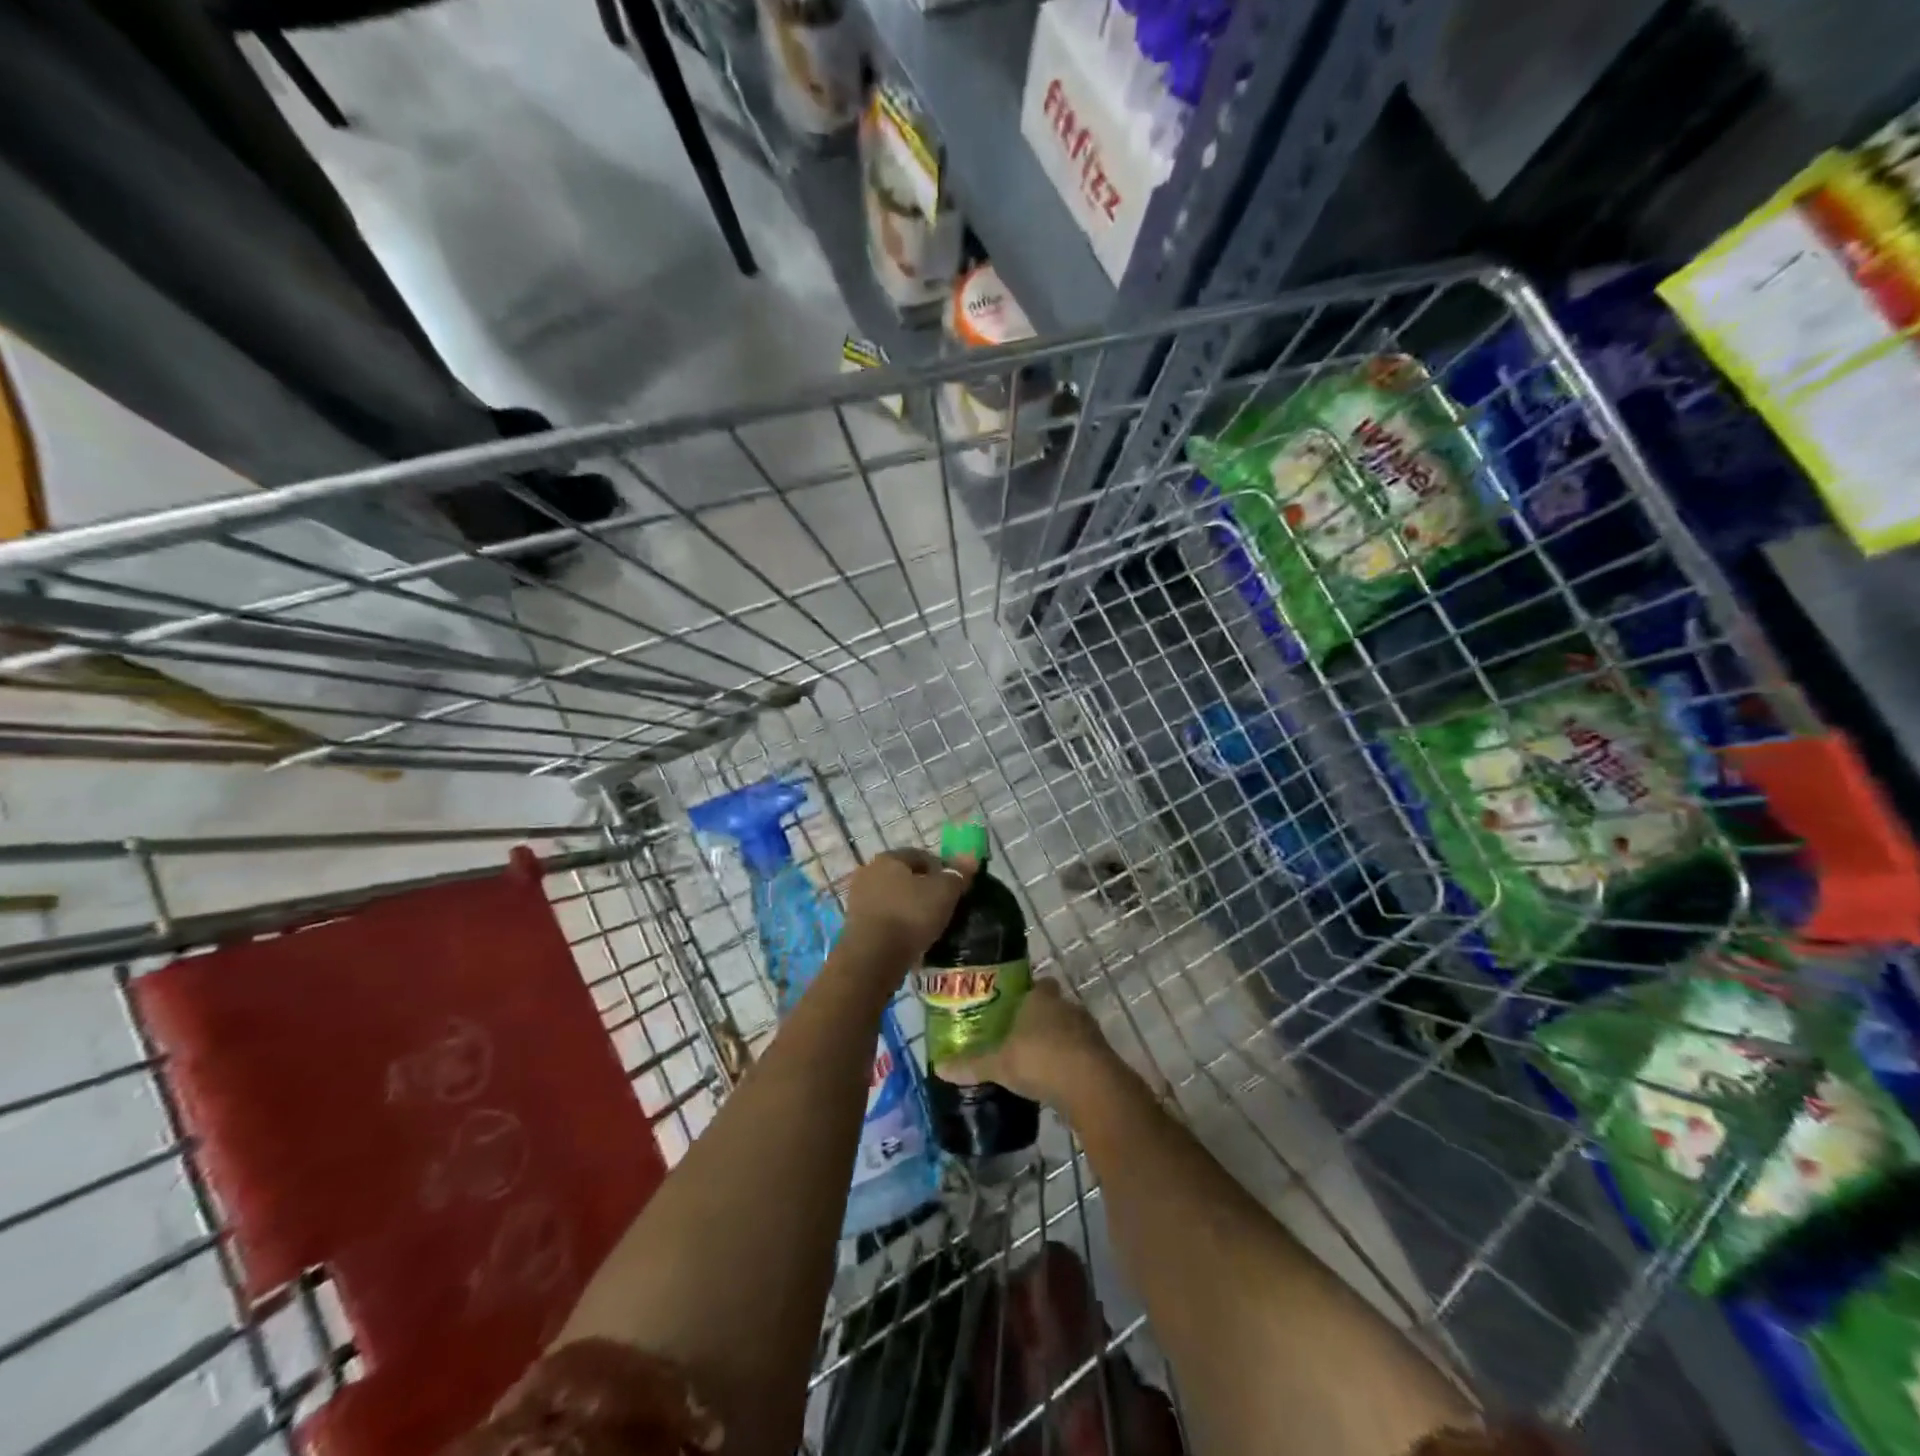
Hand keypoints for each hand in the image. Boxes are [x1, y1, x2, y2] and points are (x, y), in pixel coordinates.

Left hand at [841, 848, 976, 964]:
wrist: (873, 958)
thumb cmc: (911, 916)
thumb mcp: (944, 892)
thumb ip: (958, 874)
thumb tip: (970, 857)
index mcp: (888, 858)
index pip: (921, 856)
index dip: (942, 869)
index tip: (955, 889)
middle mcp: (869, 872)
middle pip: (905, 877)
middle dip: (924, 889)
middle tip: (943, 907)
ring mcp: (858, 899)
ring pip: (894, 898)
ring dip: (910, 908)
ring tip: (929, 926)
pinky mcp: (854, 924)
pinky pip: (884, 918)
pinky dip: (898, 924)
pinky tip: (911, 938)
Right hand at [940, 978, 1116, 1106]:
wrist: (1090, 1086)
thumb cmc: (1039, 1059)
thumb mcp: (999, 1064)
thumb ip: (972, 1064)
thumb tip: (939, 1067)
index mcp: (1040, 998)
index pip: (1036, 985)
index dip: (1027, 993)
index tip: (1012, 1006)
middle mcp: (1066, 1006)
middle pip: (1053, 1005)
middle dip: (1040, 1018)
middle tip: (1019, 1035)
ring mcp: (1087, 1029)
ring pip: (1069, 1028)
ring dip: (1058, 1040)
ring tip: (1037, 1060)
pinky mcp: (1101, 1054)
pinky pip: (1081, 1052)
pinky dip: (1071, 1062)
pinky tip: (1057, 1079)